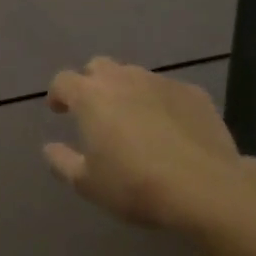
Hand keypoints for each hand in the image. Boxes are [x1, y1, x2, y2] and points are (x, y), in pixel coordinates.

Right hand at [44, 57, 246, 239]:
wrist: (206, 188)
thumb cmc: (136, 185)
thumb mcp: (88, 184)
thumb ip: (62, 162)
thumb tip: (48, 148)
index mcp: (90, 96)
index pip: (63, 80)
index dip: (58, 94)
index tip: (59, 110)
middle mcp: (122, 78)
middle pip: (99, 67)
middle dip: (92, 83)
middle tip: (96, 111)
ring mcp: (160, 82)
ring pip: (135, 76)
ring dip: (128, 91)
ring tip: (135, 120)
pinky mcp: (193, 93)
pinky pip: (168, 91)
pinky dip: (162, 103)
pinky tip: (171, 129)